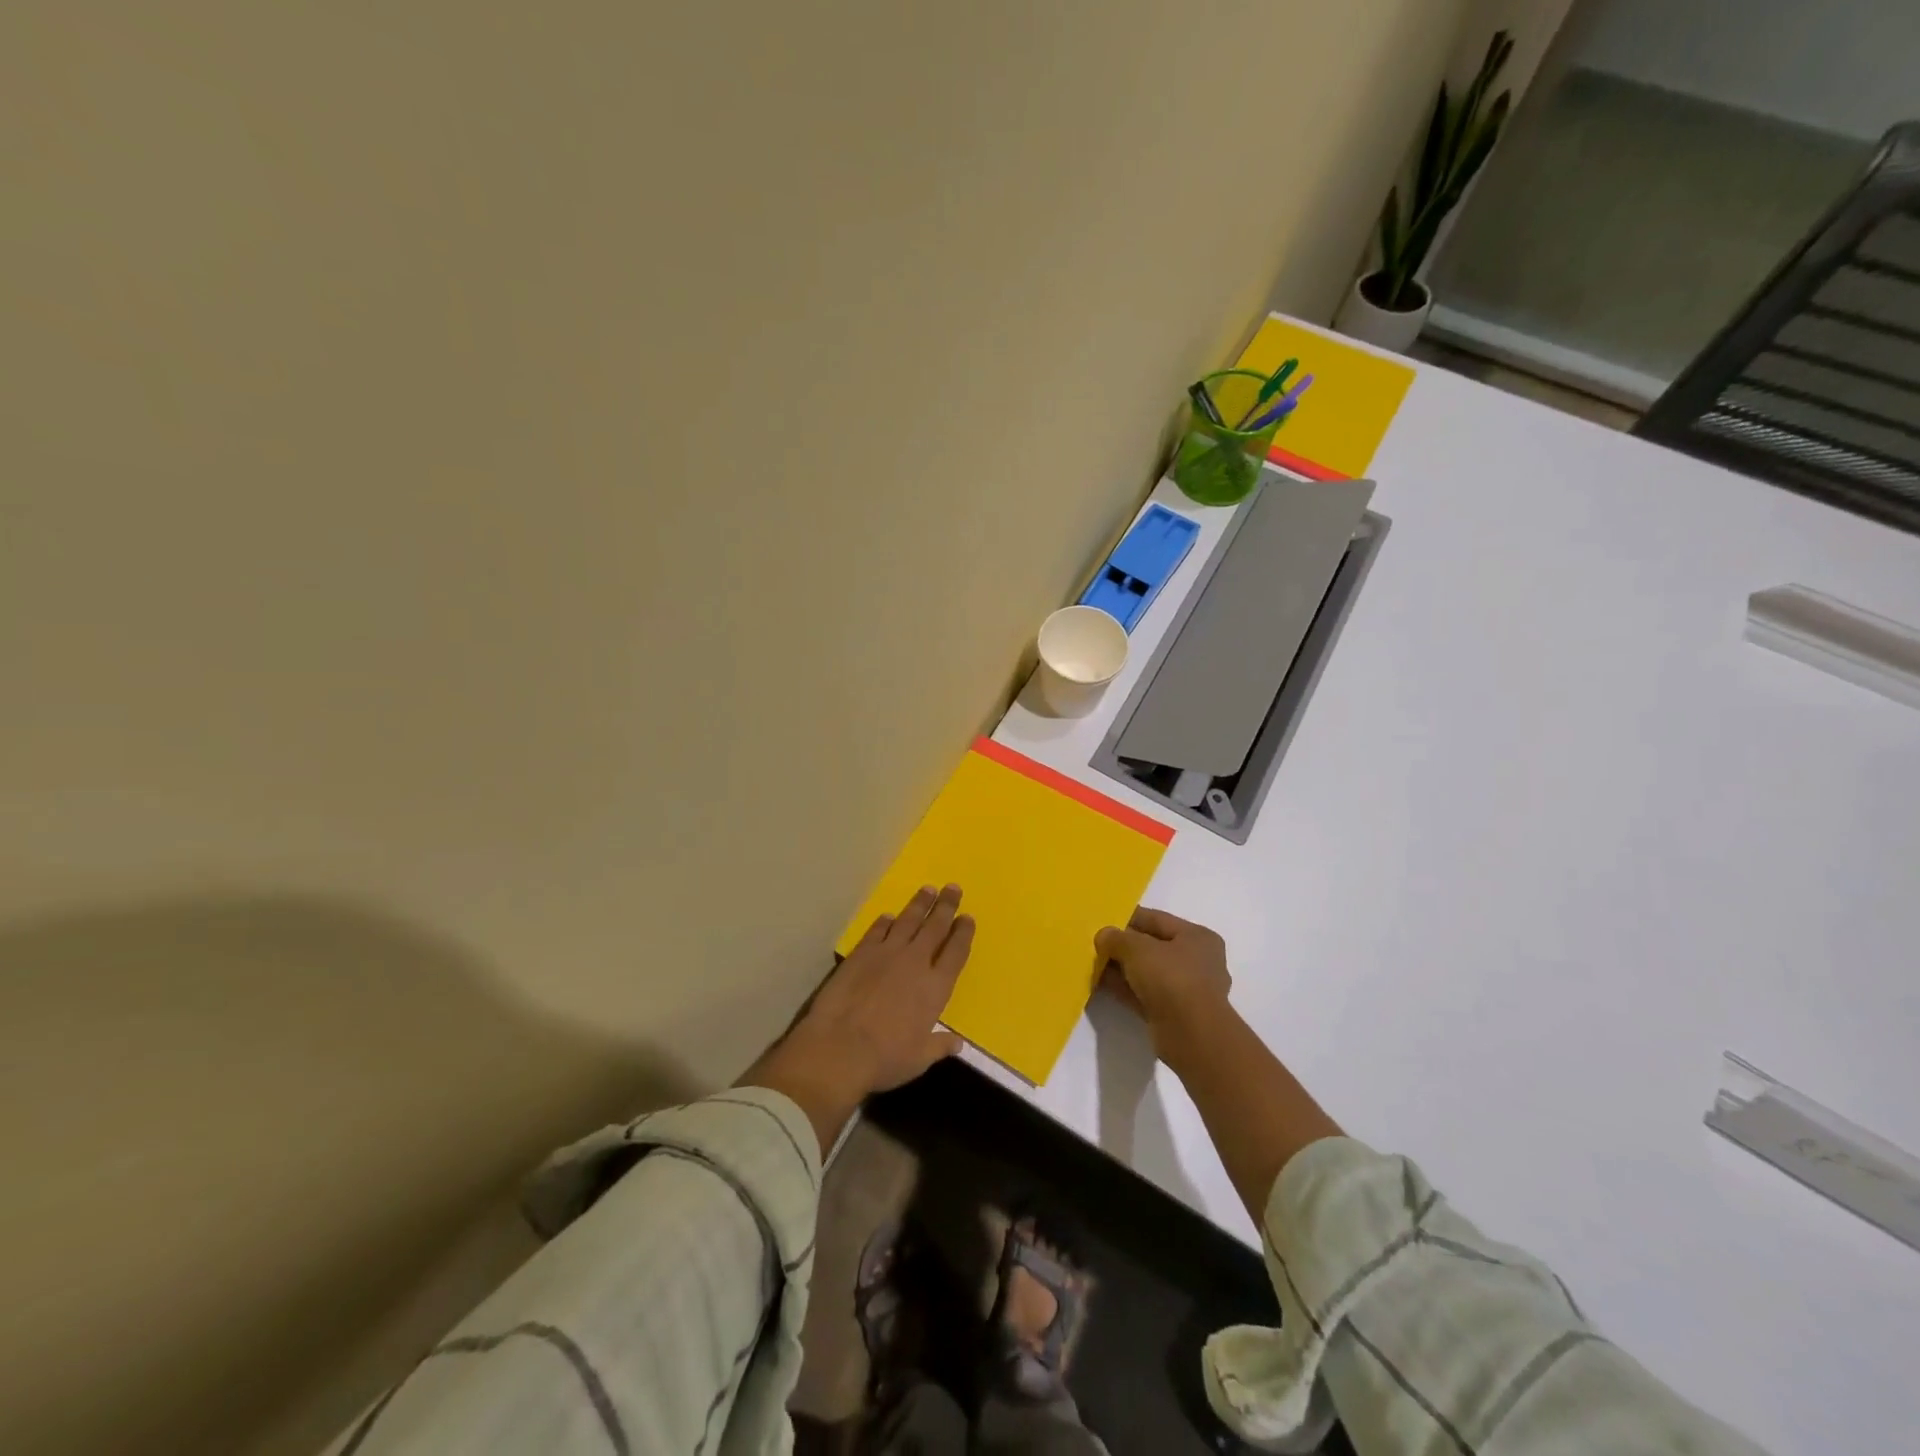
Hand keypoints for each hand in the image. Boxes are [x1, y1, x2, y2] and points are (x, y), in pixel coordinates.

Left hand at [741, 884, 973, 1152]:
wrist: (839, 1048)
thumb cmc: (885, 1058)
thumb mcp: (918, 1059)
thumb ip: (939, 1046)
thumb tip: (957, 1043)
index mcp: (935, 987)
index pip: (956, 952)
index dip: (963, 933)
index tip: (967, 918)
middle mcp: (915, 963)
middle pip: (935, 927)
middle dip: (946, 906)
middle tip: (953, 887)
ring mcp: (886, 954)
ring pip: (908, 921)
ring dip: (919, 904)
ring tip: (928, 890)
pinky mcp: (861, 953)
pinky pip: (877, 930)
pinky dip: (885, 922)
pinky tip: (889, 916)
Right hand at [1095, 906, 1234, 1068]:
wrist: (1191, 1035)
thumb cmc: (1171, 978)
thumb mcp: (1137, 948)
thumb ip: (1117, 938)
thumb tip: (1104, 936)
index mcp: (1197, 937)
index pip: (1157, 920)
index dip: (1128, 918)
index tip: (1103, 920)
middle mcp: (1197, 961)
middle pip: (1153, 947)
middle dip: (1124, 946)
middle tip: (1096, 944)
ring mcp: (1187, 990)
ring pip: (1148, 973)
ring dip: (1122, 969)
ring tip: (1094, 964)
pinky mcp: (1174, 1014)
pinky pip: (1145, 994)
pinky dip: (1126, 989)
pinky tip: (1102, 985)